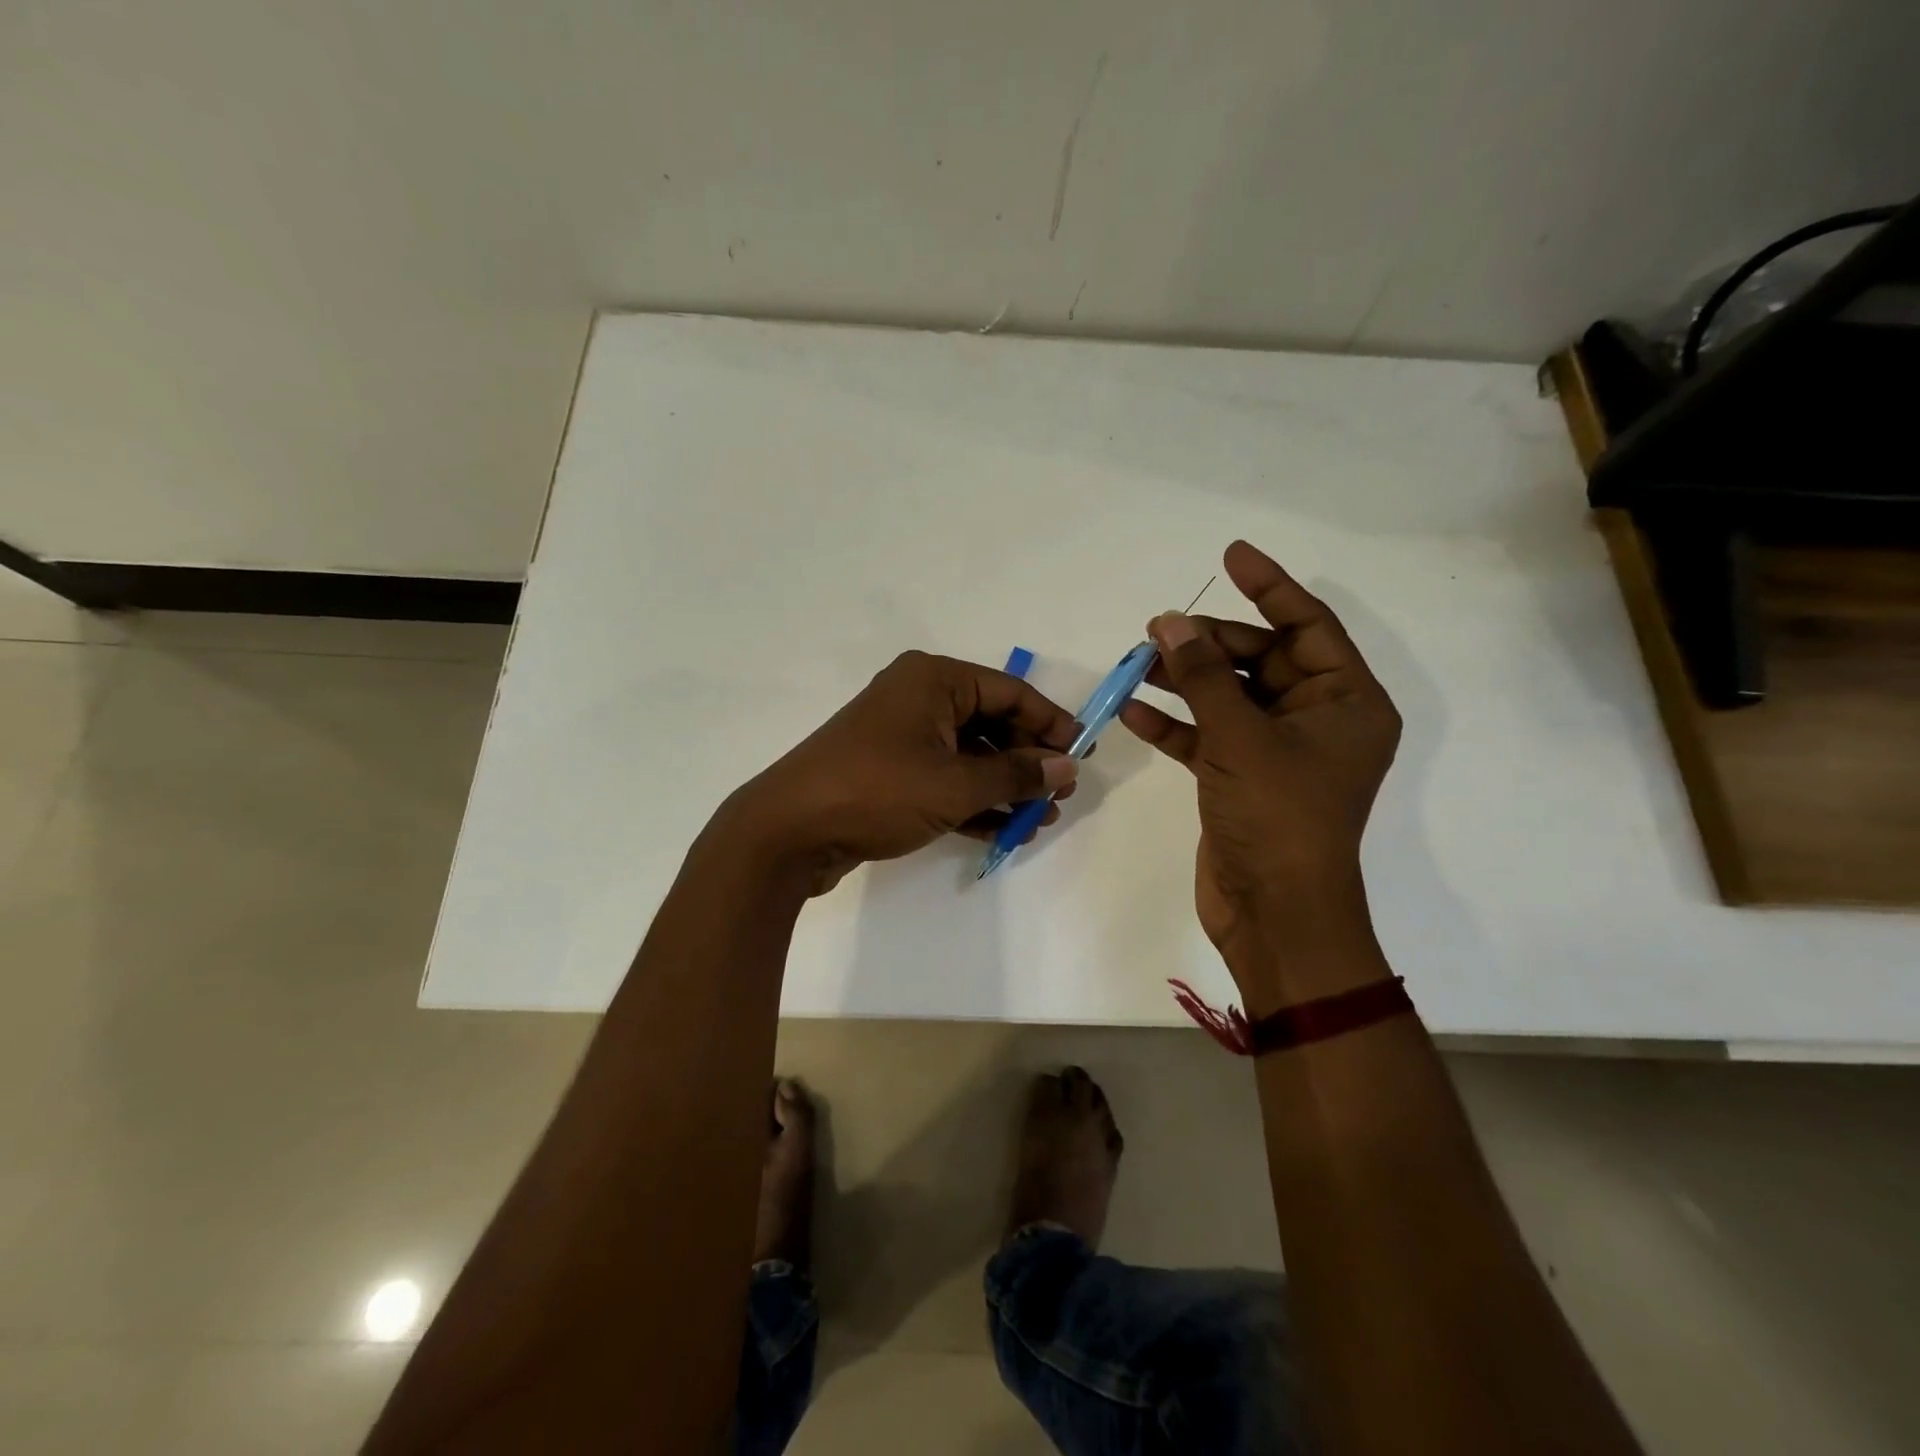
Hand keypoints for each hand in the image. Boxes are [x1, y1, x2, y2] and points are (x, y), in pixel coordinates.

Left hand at [722, 650, 1079, 895]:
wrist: (788, 831)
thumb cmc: (878, 791)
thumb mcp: (956, 784)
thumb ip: (1016, 774)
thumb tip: (1066, 767)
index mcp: (934, 680)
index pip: (1009, 693)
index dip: (1050, 724)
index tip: (1082, 756)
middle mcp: (918, 698)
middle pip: (991, 723)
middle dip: (1027, 762)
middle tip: (1059, 797)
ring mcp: (900, 737)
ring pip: (968, 756)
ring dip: (1003, 787)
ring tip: (1037, 821)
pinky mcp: (889, 773)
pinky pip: (944, 779)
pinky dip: (973, 801)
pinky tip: (1004, 830)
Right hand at [1119, 541, 1400, 1001]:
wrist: (1274, 913)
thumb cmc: (1277, 816)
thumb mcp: (1241, 737)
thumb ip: (1205, 676)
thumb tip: (1173, 622)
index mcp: (1345, 702)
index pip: (1309, 626)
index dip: (1270, 587)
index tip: (1231, 556)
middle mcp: (1315, 720)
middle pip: (1262, 660)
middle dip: (1211, 642)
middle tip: (1159, 626)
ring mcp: (1275, 751)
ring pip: (1228, 697)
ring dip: (1186, 679)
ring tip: (1140, 659)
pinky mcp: (1240, 779)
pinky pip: (1207, 736)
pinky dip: (1174, 724)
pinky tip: (1133, 711)